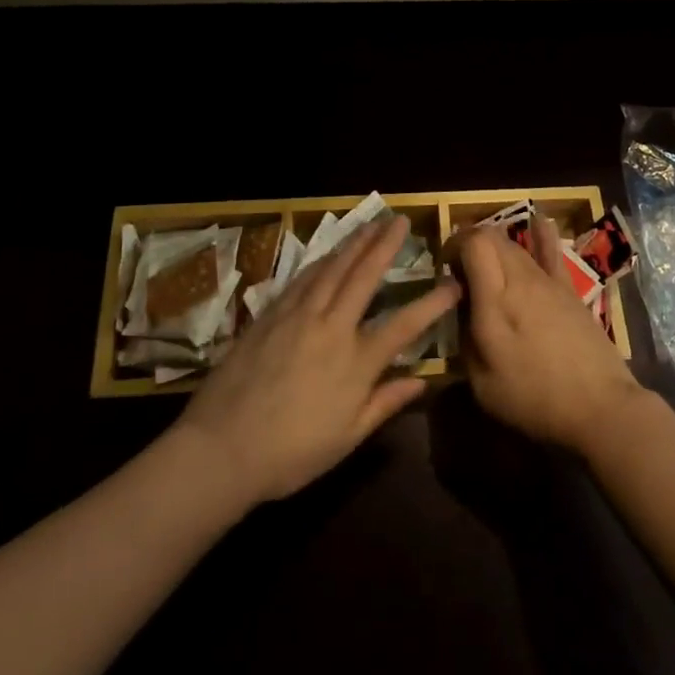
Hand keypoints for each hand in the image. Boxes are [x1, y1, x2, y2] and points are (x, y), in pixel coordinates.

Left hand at [176, 215, 458, 507]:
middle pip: (364, 277)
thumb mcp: (347, 438)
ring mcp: (297, 316)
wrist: (221, 449)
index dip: (433, 303)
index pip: (405, 324)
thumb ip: (385, 403)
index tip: (454, 283)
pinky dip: (320, 261)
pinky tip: (327, 253)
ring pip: (331, 269)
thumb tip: (421, 381)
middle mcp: (331, 328)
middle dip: (385, 245)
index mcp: (356, 361)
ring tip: (370, 224)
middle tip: (401, 220)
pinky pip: (301, 279)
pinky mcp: (269, 316)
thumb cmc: (291, 453)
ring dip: (354, 243)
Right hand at [456, 217, 645, 452]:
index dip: (455, 245)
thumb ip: (465, 340)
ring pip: (517, 244)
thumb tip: (461, 310)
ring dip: (496, 245)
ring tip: (486, 259)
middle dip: (470, 243)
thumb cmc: (534, 399)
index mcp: (495, 301)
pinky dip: (540, 234)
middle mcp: (521, 280)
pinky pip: (551, 252)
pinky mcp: (569, 290)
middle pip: (493, 238)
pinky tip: (537, 222)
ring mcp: (549, 282)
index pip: (474, 244)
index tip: (444, 266)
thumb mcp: (483, 383)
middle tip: (459, 268)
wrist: (599, 406)